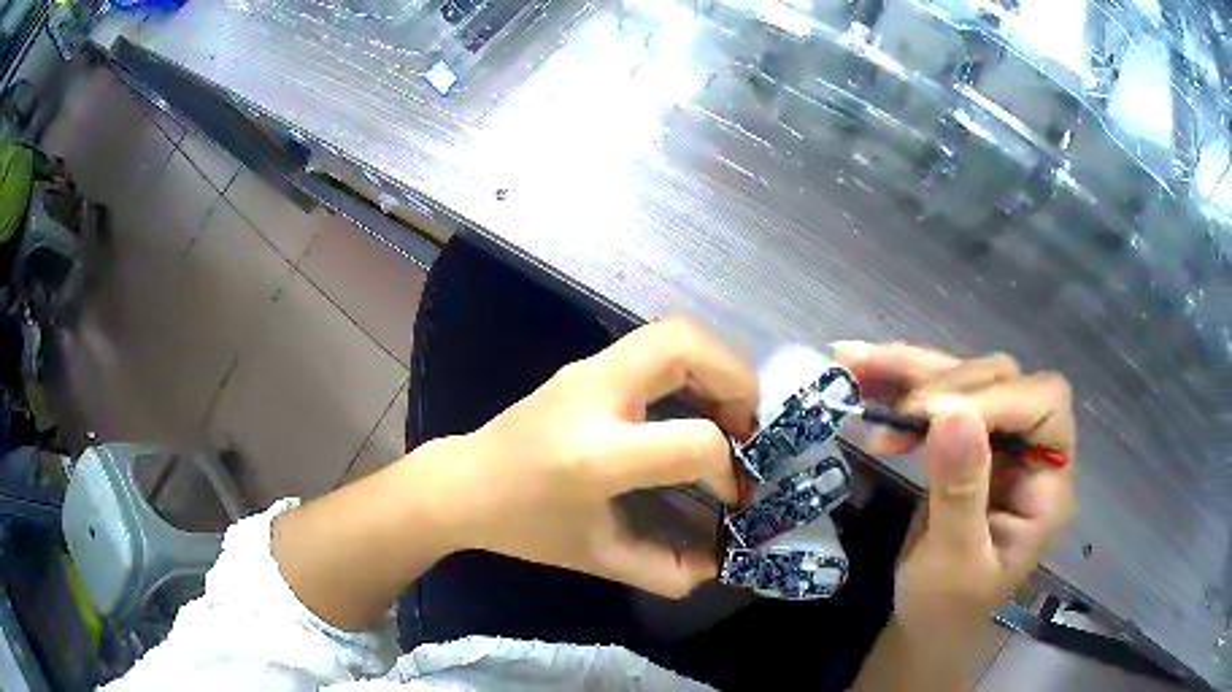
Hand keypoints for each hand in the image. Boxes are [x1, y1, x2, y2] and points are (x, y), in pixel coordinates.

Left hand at [426, 319, 756, 597]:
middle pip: (684, 346)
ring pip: (672, 331)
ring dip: (718, 365)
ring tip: (731, 412)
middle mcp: (594, 394)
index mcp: (595, 455)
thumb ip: (664, 569)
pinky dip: (694, 364)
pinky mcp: (587, 364)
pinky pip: (656, 343)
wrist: (464, 483)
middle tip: (749, 426)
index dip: (727, 468)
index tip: (733, 494)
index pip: (692, 442)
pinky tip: (697, 404)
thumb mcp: (597, 557)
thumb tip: (718, 565)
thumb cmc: (524, 526)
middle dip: (736, 380)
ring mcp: (587, 369)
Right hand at [834, 343, 1075, 646]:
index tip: (928, 418)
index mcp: (1048, 483)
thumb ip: (960, 493)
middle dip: (945, 384)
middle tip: (893, 416)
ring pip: (965, 377)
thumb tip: (951, 415)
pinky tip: (862, 375)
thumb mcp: (953, 564)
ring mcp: (999, 439)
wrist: (928, 621)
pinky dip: (898, 383)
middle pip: (1003, 380)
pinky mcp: (967, 437)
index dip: (993, 399)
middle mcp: (1031, 448)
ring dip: (911, 370)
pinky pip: (936, 395)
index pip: (1044, 406)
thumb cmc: (947, 608)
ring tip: (855, 365)